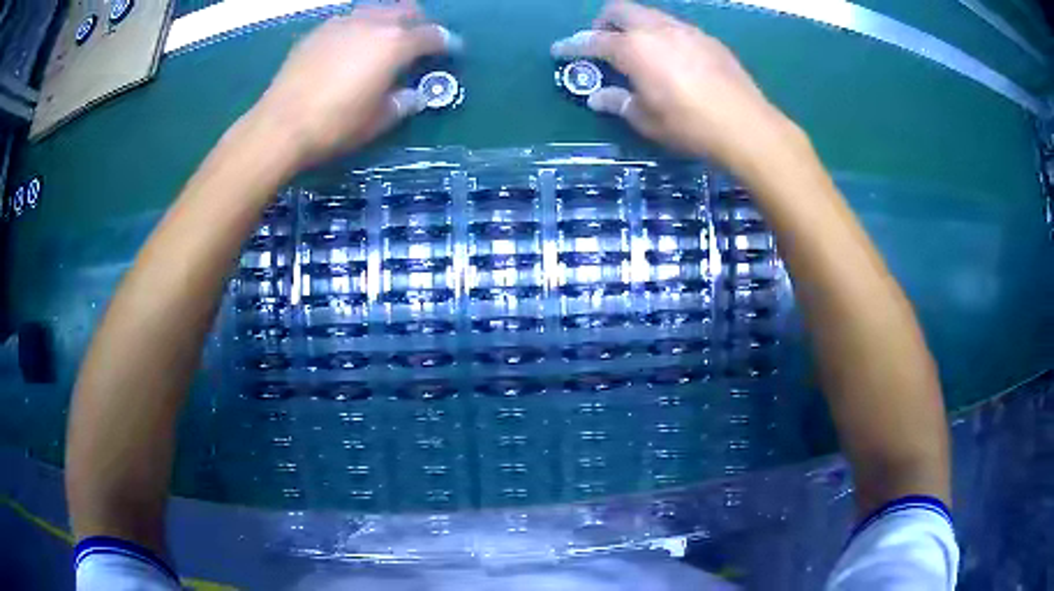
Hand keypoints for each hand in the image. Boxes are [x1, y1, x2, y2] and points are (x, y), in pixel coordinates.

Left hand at [248, 2, 460, 166]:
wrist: (279, 126)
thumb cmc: (335, 126)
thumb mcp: (377, 121)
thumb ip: (403, 103)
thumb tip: (414, 94)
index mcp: (394, 44)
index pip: (432, 35)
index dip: (446, 43)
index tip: (451, 51)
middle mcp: (372, 24)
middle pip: (406, 10)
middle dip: (418, 23)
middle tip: (417, 43)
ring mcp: (341, 23)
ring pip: (376, 9)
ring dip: (388, 21)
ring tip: (383, 42)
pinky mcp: (317, 32)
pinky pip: (348, 20)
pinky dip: (359, 28)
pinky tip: (350, 48)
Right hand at [552, 1, 804, 175]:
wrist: (746, 126)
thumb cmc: (689, 125)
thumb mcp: (646, 120)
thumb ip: (618, 102)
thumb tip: (597, 96)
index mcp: (634, 48)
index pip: (593, 41)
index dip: (573, 46)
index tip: (560, 50)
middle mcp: (657, 29)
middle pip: (620, 10)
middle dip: (603, 22)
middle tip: (602, 43)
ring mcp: (685, 30)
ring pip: (649, 14)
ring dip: (634, 25)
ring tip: (637, 50)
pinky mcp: (708, 39)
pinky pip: (675, 26)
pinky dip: (661, 34)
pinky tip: (671, 57)